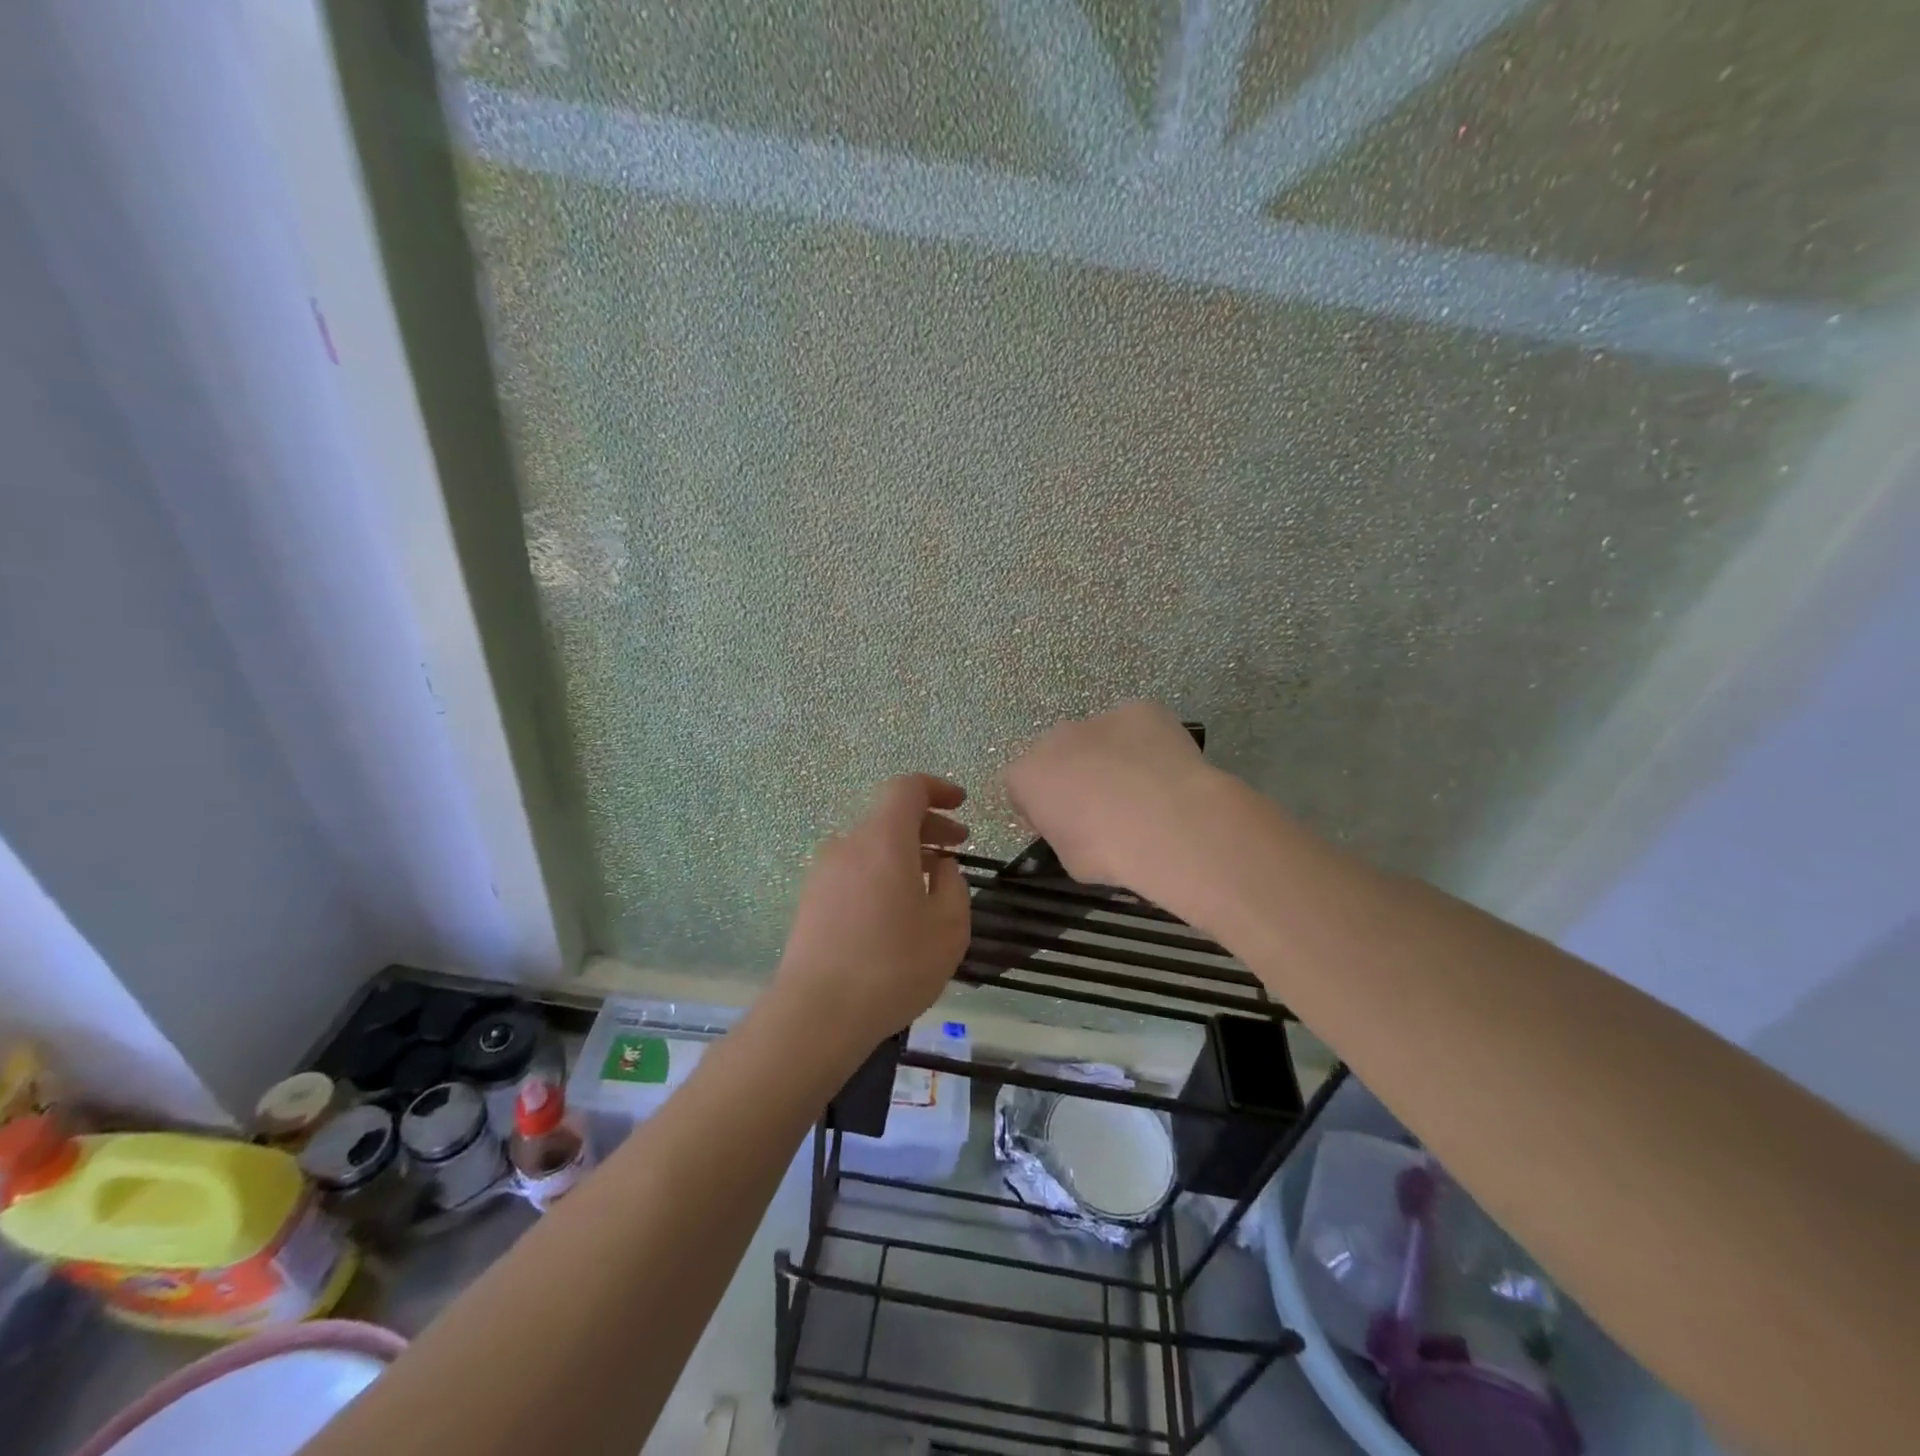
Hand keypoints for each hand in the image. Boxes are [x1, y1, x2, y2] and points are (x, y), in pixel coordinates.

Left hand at [774, 774, 972, 1056]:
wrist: (816, 1013)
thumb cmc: (893, 966)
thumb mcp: (949, 928)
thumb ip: (954, 885)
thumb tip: (941, 866)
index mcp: (883, 839)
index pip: (907, 788)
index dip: (937, 789)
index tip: (961, 803)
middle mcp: (847, 844)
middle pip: (889, 817)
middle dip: (927, 825)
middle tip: (958, 845)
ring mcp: (823, 872)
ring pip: (871, 846)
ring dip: (904, 853)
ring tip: (930, 885)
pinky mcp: (810, 900)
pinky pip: (854, 871)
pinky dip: (881, 873)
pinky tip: (896, 912)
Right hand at [1003, 702, 1220, 899]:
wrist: (1169, 826)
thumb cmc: (1109, 853)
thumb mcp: (1071, 860)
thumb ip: (1063, 834)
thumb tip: (1077, 829)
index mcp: (1027, 776)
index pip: (1021, 788)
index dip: (1041, 808)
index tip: (1064, 826)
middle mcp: (1055, 738)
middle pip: (1057, 754)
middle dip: (1073, 775)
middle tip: (1102, 807)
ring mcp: (1099, 719)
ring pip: (1098, 737)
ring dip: (1110, 757)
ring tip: (1142, 790)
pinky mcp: (1141, 710)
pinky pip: (1137, 726)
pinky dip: (1146, 744)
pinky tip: (1165, 771)